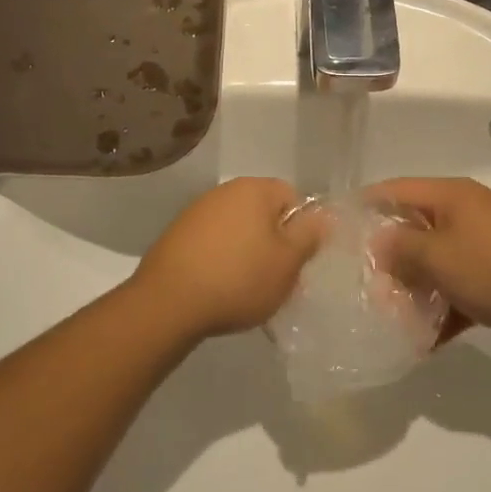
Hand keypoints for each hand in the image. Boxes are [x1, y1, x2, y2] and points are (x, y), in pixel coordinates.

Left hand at [129, 177, 322, 338]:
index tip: (297, 259)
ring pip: (237, 229)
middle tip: (276, 277)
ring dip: (246, 252)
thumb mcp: (287, 262)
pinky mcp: (176, 235)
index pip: (292, 196)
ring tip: (246, 287)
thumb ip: (309, 235)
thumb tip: (322, 216)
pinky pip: (212, 243)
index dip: (301, 227)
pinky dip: (221, 260)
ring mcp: (196, 211)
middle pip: (263, 212)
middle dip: (273, 241)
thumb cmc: (239, 279)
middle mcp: (224, 191)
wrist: (169, 302)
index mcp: (254, 189)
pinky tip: (219, 287)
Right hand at [365, 178, 490, 337]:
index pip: (395, 190)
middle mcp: (465, 216)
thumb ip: (399, 248)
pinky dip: (441, 313)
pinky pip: (457, 293)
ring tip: (386, 317)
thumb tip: (376, 245)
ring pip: (434, 265)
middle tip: (358, 283)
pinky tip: (421, 344)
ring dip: (412, 290)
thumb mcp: (437, 255)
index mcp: (450, 196)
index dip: (363, 204)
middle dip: (386, 257)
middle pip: (413, 230)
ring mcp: (483, 249)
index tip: (334, 228)